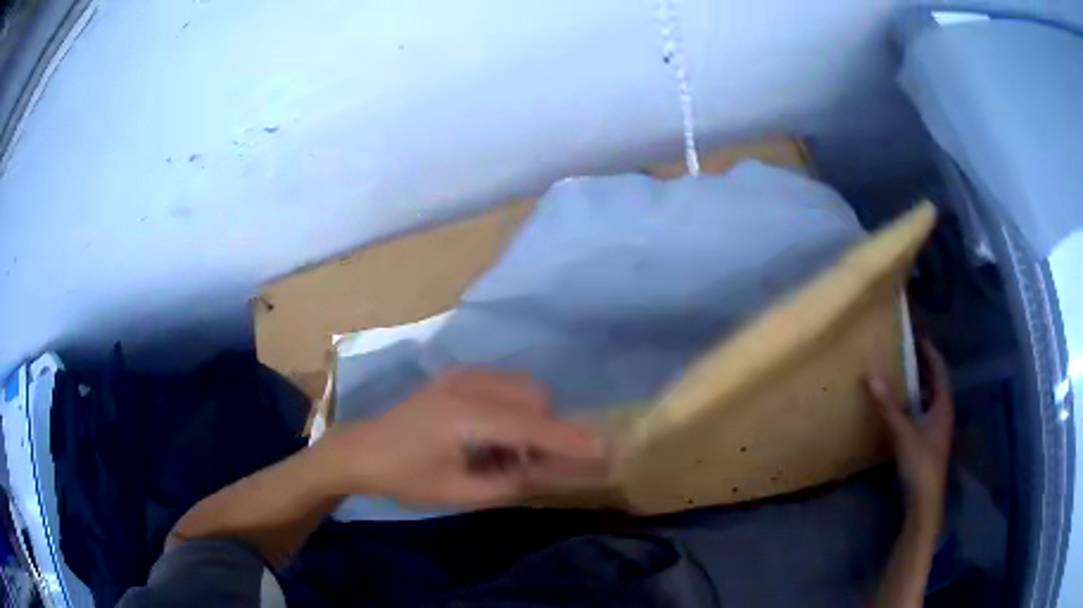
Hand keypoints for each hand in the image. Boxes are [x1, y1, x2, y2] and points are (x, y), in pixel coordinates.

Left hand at [313, 369, 608, 508]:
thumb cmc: (406, 478)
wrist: (361, 450)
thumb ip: (511, 482)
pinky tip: (492, 433)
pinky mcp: (456, 375)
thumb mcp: (459, 492)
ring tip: (507, 451)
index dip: (570, 438)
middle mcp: (468, 385)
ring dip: (531, 416)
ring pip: (522, 386)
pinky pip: (504, 384)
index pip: (532, 425)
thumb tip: (552, 472)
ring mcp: (461, 375)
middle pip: (534, 396)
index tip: (605, 449)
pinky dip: (514, 406)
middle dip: (547, 428)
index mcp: (466, 416)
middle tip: (529, 464)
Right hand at [867, 340, 953, 522]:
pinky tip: (903, 411)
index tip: (918, 338)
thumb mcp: (903, 432)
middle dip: (924, 368)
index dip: (930, 353)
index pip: (939, 370)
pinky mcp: (930, 443)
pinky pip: (924, 415)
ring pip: (930, 401)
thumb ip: (888, 405)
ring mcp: (937, 430)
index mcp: (943, 405)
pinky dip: (915, 406)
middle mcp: (943, 413)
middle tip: (908, 355)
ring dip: (920, 388)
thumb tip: (872, 373)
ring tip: (903, 378)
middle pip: (936, 384)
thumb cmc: (920, 462)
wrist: (924, 500)